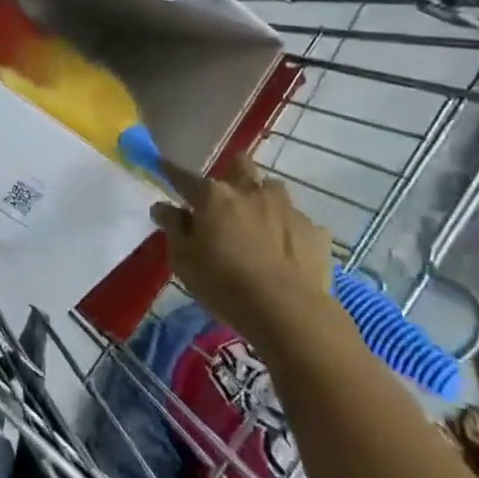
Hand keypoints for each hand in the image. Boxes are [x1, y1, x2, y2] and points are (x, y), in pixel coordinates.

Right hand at [151, 156, 332, 340]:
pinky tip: (284, 252)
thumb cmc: (225, 284)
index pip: (185, 177)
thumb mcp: (184, 260)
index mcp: (214, 196)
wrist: (290, 312)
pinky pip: (296, 221)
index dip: (172, 171)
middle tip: (224, 199)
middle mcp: (251, 191)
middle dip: (231, 173)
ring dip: (261, 200)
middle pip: (239, 165)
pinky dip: (286, 230)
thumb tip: (163, 206)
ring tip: (258, 225)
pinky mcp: (315, 230)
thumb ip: (173, 227)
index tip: (164, 166)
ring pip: (271, 190)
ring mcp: (288, 208)